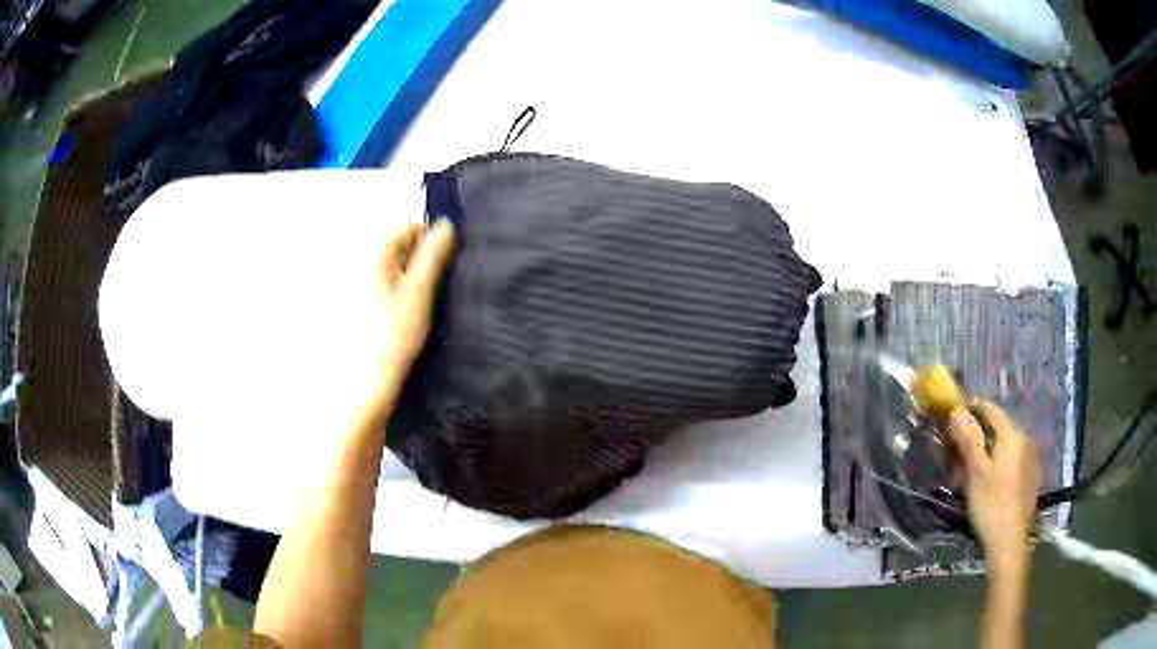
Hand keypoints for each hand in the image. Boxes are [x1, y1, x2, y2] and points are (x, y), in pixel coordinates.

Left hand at [350, 219, 454, 430]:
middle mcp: (359, 262)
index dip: (428, 241)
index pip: (406, 227)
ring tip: (415, 306)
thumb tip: (446, 224)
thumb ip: (433, 255)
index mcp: (374, 253)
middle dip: (416, 260)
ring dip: (406, 278)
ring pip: (389, 268)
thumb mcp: (420, 291)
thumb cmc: (395, 334)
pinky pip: (380, 286)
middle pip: (395, 246)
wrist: (365, 381)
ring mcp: (354, 285)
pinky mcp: (354, 305)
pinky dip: (393, 293)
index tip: (440, 269)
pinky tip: (399, 317)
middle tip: (427, 291)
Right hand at [948, 404, 1040, 574]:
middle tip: (957, 453)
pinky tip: (986, 484)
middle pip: (998, 430)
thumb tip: (958, 410)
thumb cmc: (991, 504)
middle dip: (977, 437)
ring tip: (968, 473)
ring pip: (1004, 447)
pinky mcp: (1030, 477)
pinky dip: (997, 465)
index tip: (956, 416)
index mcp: (1012, 435)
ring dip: (986, 453)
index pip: (992, 411)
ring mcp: (1030, 459)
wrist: (1009, 541)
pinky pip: (1011, 461)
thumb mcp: (976, 472)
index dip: (973, 410)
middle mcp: (1024, 440)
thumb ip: (969, 439)